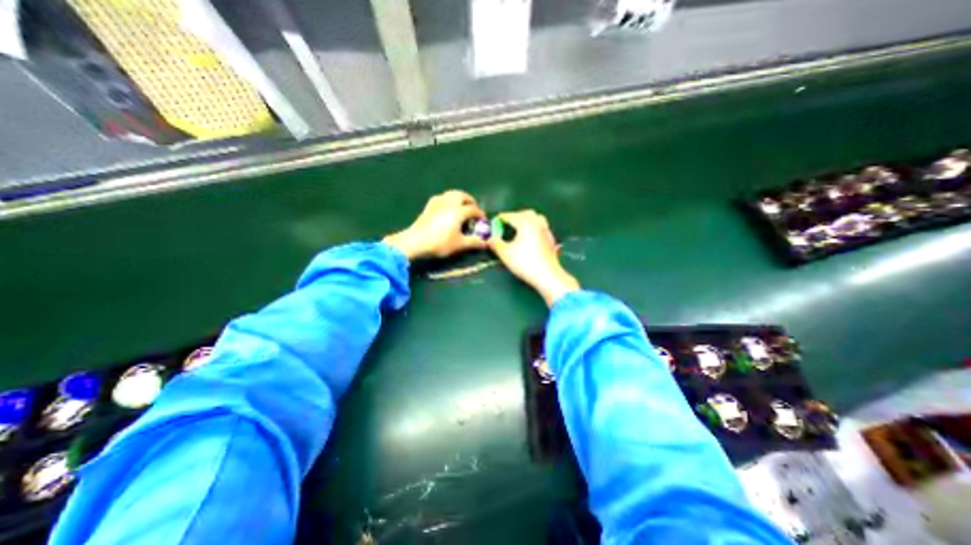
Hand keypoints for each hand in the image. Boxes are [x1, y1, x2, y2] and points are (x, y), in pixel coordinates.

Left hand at [380, 190, 484, 259]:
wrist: (415, 242)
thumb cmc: (440, 243)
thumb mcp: (459, 245)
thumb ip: (474, 242)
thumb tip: (485, 243)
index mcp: (458, 211)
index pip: (474, 209)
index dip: (480, 214)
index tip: (483, 221)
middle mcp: (449, 203)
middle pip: (462, 195)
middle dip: (470, 201)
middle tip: (473, 209)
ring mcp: (437, 203)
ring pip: (451, 194)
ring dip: (459, 198)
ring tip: (462, 207)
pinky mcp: (428, 206)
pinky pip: (441, 197)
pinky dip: (448, 200)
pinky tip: (447, 208)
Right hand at [491, 208, 578, 306]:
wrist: (547, 275)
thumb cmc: (525, 262)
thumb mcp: (505, 253)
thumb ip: (495, 244)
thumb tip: (489, 239)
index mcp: (525, 223)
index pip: (510, 216)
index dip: (500, 218)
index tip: (494, 222)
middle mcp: (537, 223)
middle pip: (525, 214)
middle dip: (515, 216)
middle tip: (507, 223)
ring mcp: (546, 231)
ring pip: (536, 219)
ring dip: (526, 220)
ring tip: (519, 228)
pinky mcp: (551, 240)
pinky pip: (541, 228)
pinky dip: (534, 228)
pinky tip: (530, 237)